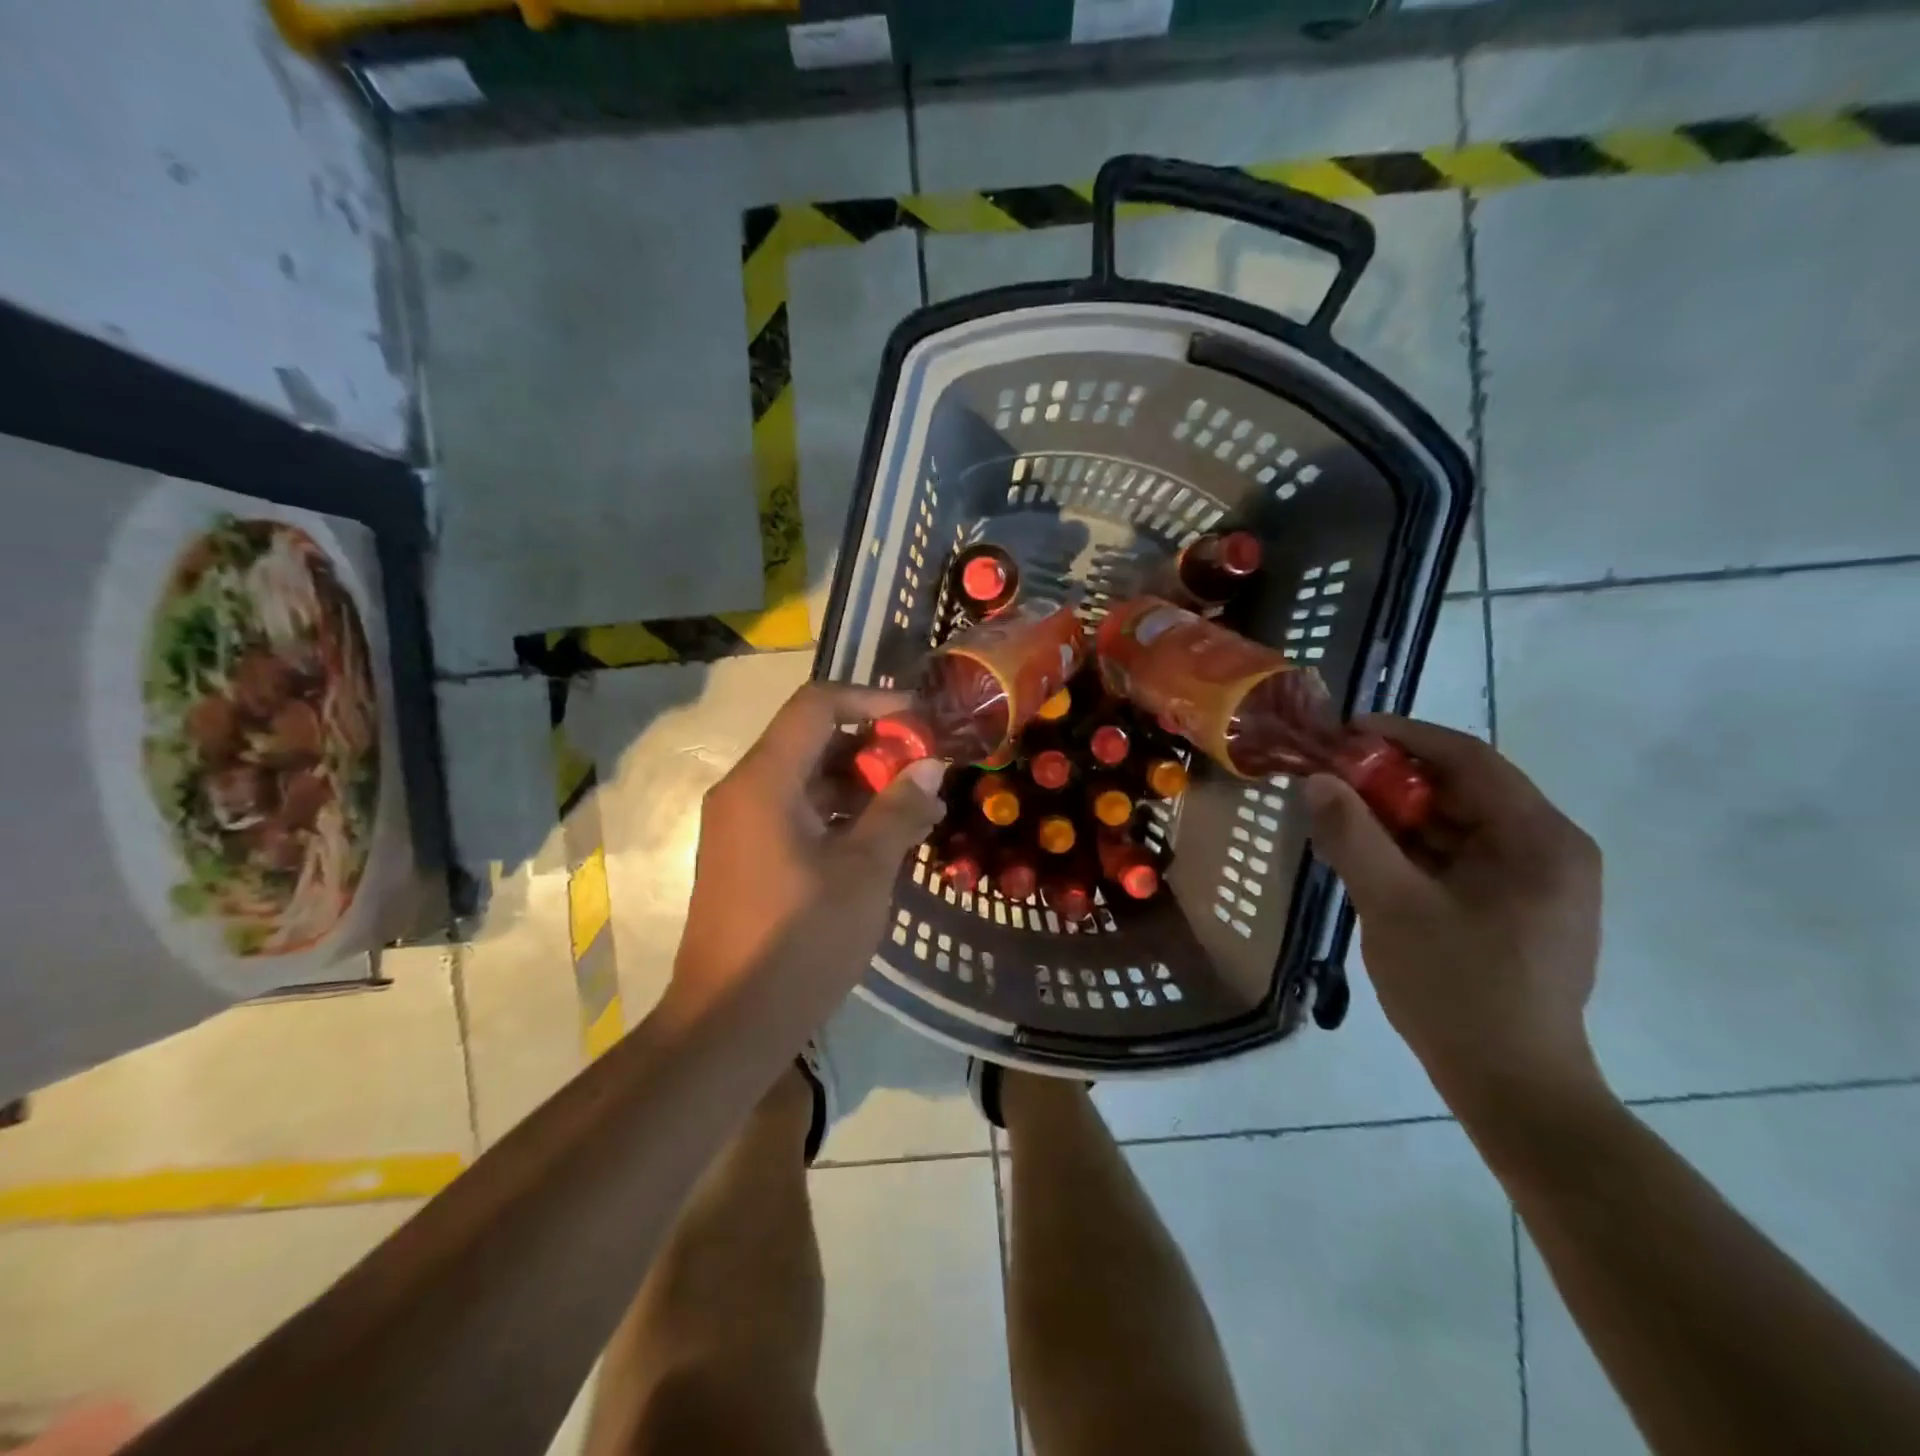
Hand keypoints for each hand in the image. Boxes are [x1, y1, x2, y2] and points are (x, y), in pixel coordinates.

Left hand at [671, 683, 947, 1018]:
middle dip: (874, 747)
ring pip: (808, 778)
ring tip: (917, 808)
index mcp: (764, 781)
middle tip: (927, 770)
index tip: (922, 721)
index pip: (817, 705)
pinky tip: (884, 838)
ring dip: (862, 784)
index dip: (874, 701)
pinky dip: (841, 813)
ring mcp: (741, 824)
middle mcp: (745, 790)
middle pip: (813, 739)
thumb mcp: (864, 872)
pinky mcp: (748, 854)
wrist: (728, 1025)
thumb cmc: (800, 942)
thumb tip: (930, 766)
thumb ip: (898, 809)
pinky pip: (798, 811)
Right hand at [1305, 717, 1604, 1119]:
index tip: (1344, 731)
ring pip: (1455, 824)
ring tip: (1337, 814)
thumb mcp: (1393, 906)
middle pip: (1461, 789)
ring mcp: (1533, 881)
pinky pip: (1456, 857)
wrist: (1513, 1088)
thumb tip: (1316, 781)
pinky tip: (1366, 854)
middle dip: (1391, 778)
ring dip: (1396, 814)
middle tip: (1329, 777)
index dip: (1403, 735)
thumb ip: (1352, 836)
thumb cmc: (1459, 990)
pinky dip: (1410, 848)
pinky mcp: (1514, 908)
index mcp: (1538, 839)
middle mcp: (1547, 849)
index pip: (1468, 759)